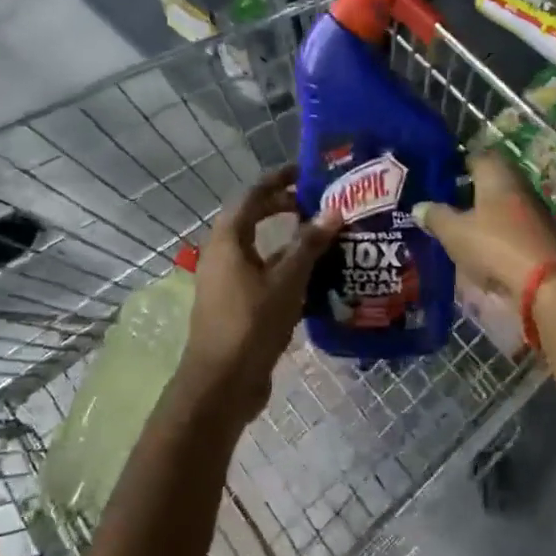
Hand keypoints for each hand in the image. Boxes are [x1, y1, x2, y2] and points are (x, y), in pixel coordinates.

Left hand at [175, 165, 338, 424]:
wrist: (222, 384)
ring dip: (290, 242)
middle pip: (253, 220)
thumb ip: (309, 244)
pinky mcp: (237, 305)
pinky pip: (264, 275)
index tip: (306, 171)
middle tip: (319, 203)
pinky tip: (317, 278)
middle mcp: (223, 255)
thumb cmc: (251, 324)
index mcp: (228, 241)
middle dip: (284, 207)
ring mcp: (228, 282)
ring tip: (325, 237)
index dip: (278, 180)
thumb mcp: (286, 280)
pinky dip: (287, 270)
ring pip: (261, 250)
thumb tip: (333, 212)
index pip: (252, 195)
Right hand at [411, 150, 555, 294]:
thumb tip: (419, 206)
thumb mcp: (455, 232)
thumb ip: (435, 216)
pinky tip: (479, 248)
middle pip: (489, 181)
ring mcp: (533, 211)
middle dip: (466, 192)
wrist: (547, 284)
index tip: (436, 178)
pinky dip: (494, 234)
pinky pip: (510, 227)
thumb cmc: (495, 245)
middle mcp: (517, 185)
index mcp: (496, 173)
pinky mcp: (541, 236)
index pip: (475, 156)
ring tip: (456, 230)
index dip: (455, 165)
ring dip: (481, 215)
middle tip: (441, 206)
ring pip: (500, 205)